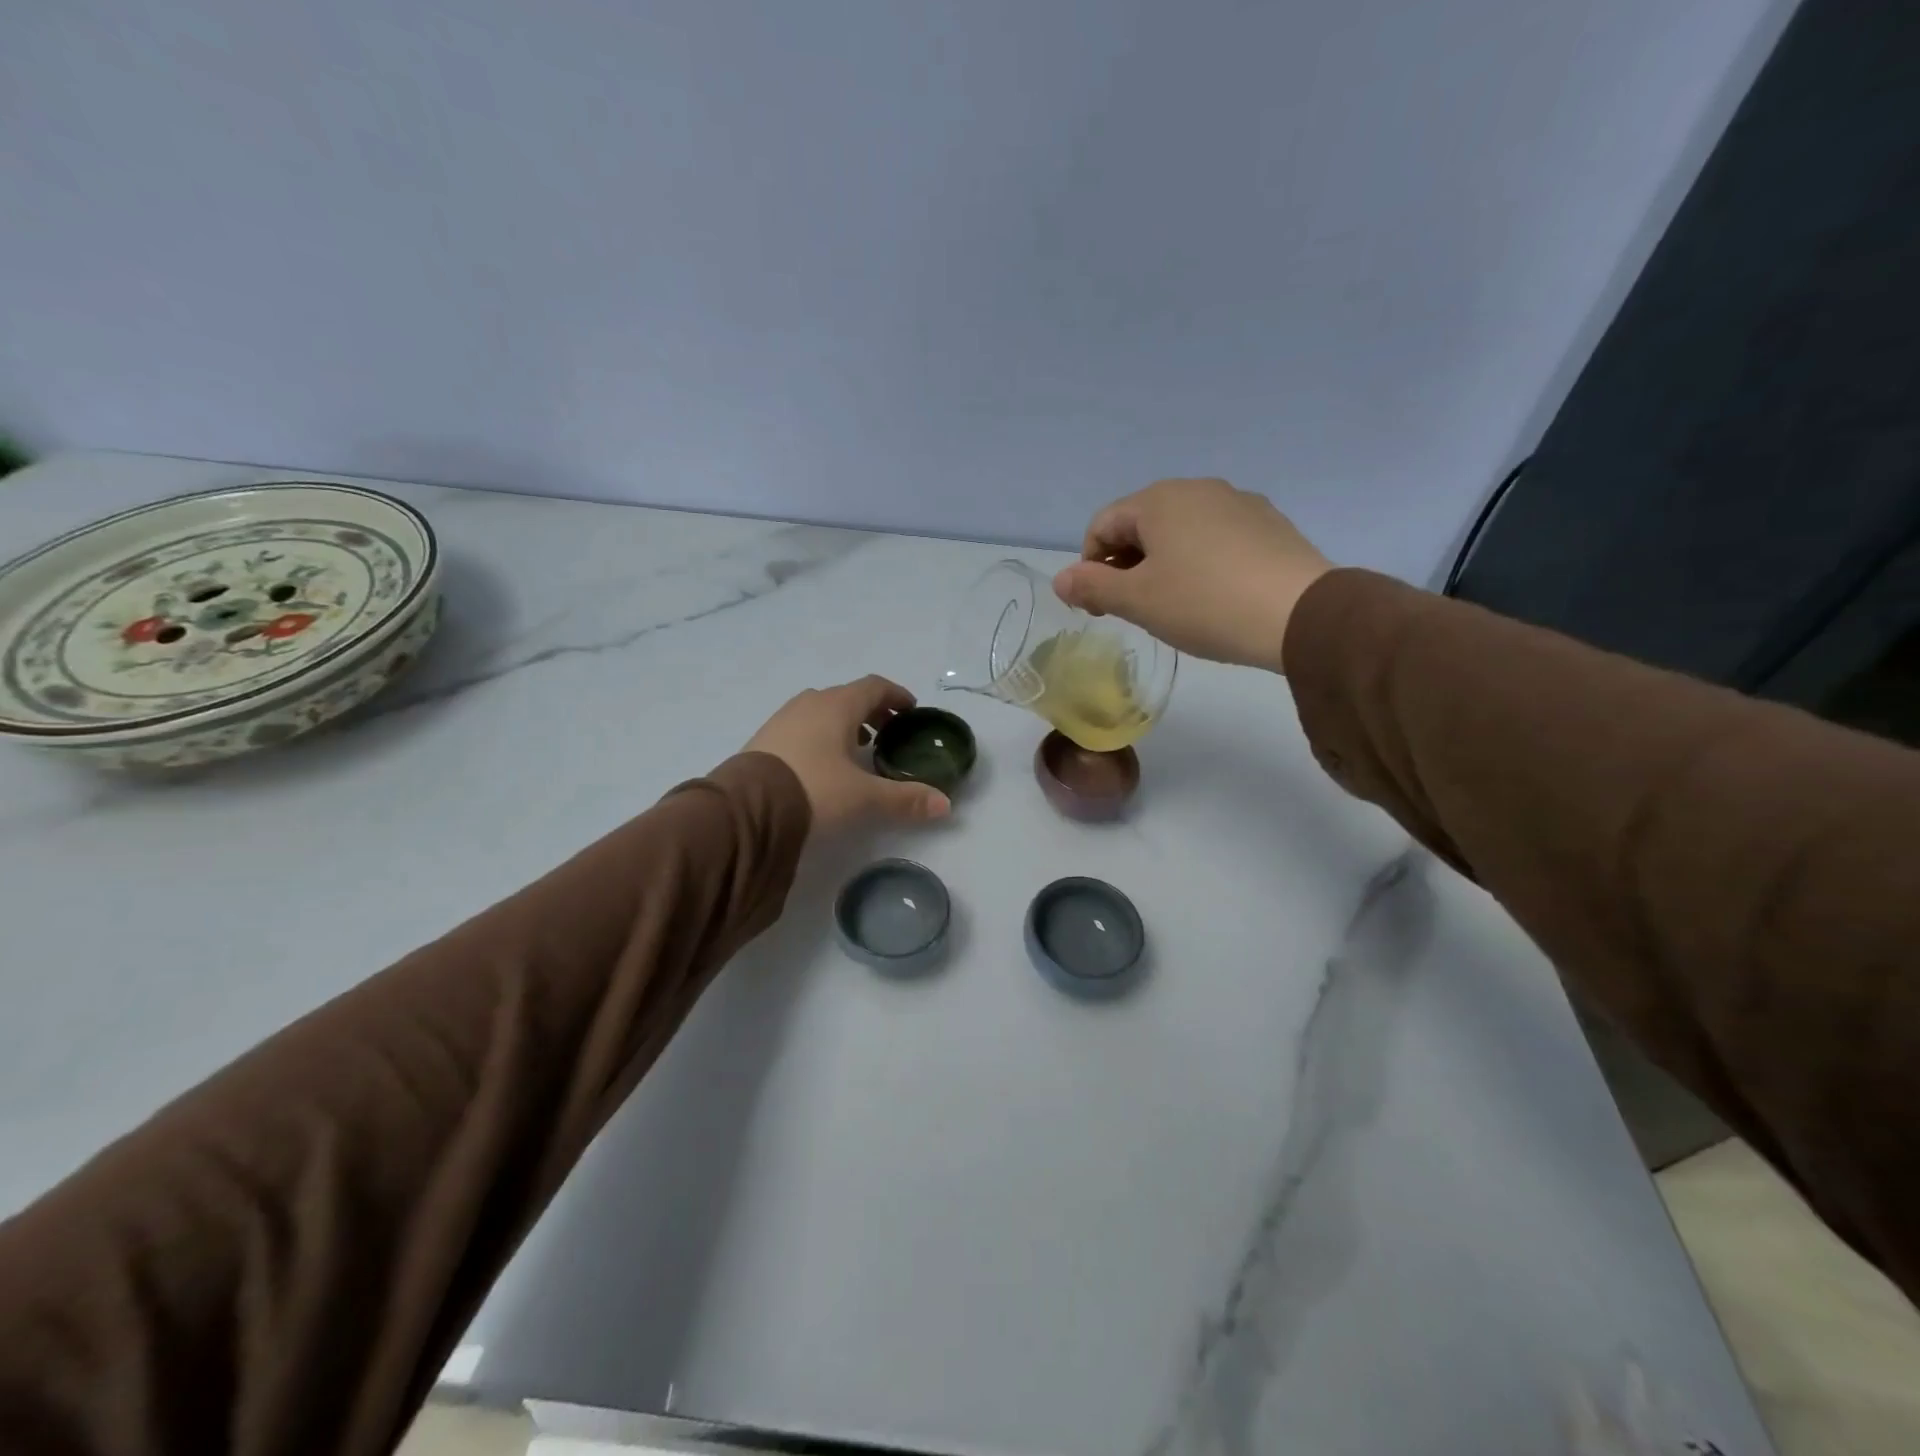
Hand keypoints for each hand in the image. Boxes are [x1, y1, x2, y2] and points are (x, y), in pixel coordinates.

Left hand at [744, 676, 951, 832]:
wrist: (746, 810)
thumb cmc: (814, 790)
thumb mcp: (864, 797)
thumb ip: (905, 799)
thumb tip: (945, 805)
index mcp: (837, 706)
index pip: (874, 687)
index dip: (896, 696)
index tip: (911, 710)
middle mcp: (809, 703)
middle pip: (848, 697)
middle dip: (872, 711)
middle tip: (888, 732)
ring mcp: (782, 719)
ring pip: (822, 711)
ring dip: (844, 723)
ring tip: (858, 748)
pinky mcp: (764, 739)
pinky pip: (802, 727)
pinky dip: (821, 735)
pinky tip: (823, 763)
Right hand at [1053, 478, 1332, 671]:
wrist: (1301, 614)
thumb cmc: (1204, 603)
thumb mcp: (1138, 601)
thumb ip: (1093, 587)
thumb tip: (1060, 580)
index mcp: (1159, 500)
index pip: (1103, 525)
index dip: (1089, 566)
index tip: (1098, 607)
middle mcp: (1198, 489)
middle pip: (1142, 524)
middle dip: (1126, 565)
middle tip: (1131, 609)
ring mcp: (1239, 503)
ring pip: (1180, 531)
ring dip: (1162, 564)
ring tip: (1172, 605)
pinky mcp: (1270, 524)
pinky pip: (1216, 538)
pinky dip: (1200, 562)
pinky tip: (1212, 596)